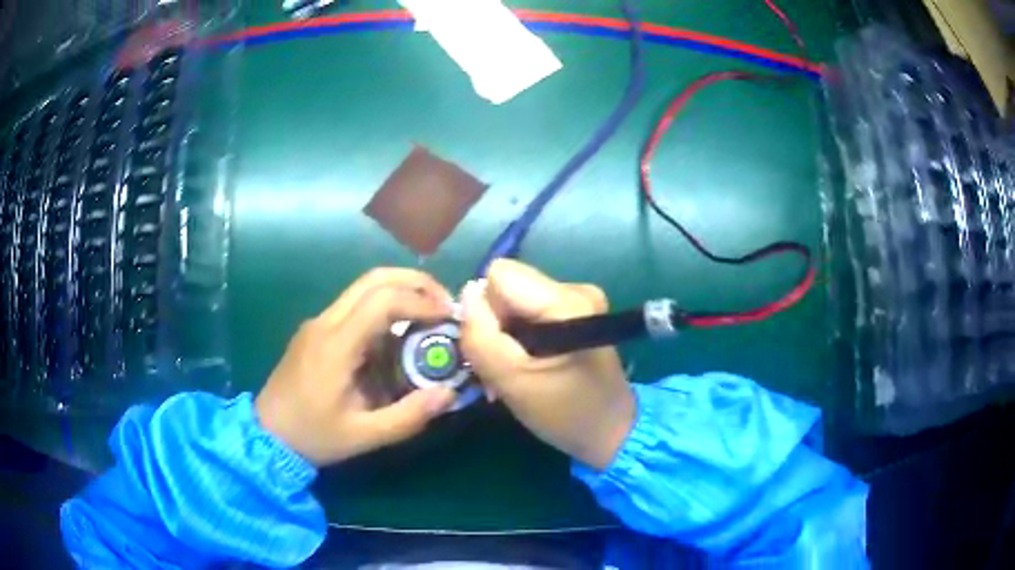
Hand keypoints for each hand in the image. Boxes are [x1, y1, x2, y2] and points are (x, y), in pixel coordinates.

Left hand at [255, 269, 457, 465]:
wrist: (266, 434)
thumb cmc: (313, 436)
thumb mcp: (363, 436)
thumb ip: (408, 416)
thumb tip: (449, 394)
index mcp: (336, 345)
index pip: (383, 301)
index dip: (421, 302)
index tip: (449, 318)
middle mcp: (326, 322)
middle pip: (374, 279)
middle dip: (415, 283)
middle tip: (445, 303)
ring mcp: (318, 323)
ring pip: (363, 288)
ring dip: (401, 292)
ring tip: (430, 316)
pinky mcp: (316, 330)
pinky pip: (354, 306)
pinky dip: (385, 307)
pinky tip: (399, 334)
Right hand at [460, 260, 634, 470]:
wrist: (612, 431)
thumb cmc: (565, 413)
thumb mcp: (513, 382)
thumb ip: (481, 337)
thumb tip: (466, 295)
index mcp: (566, 301)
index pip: (499, 275)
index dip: (486, 310)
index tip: (497, 348)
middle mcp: (576, 288)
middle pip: (508, 285)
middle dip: (495, 323)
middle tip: (504, 366)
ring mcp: (579, 298)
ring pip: (515, 299)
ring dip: (506, 334)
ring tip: (517, 369)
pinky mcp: (578, 311)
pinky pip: (530, 310)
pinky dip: (521, 336)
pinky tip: (530, 363)